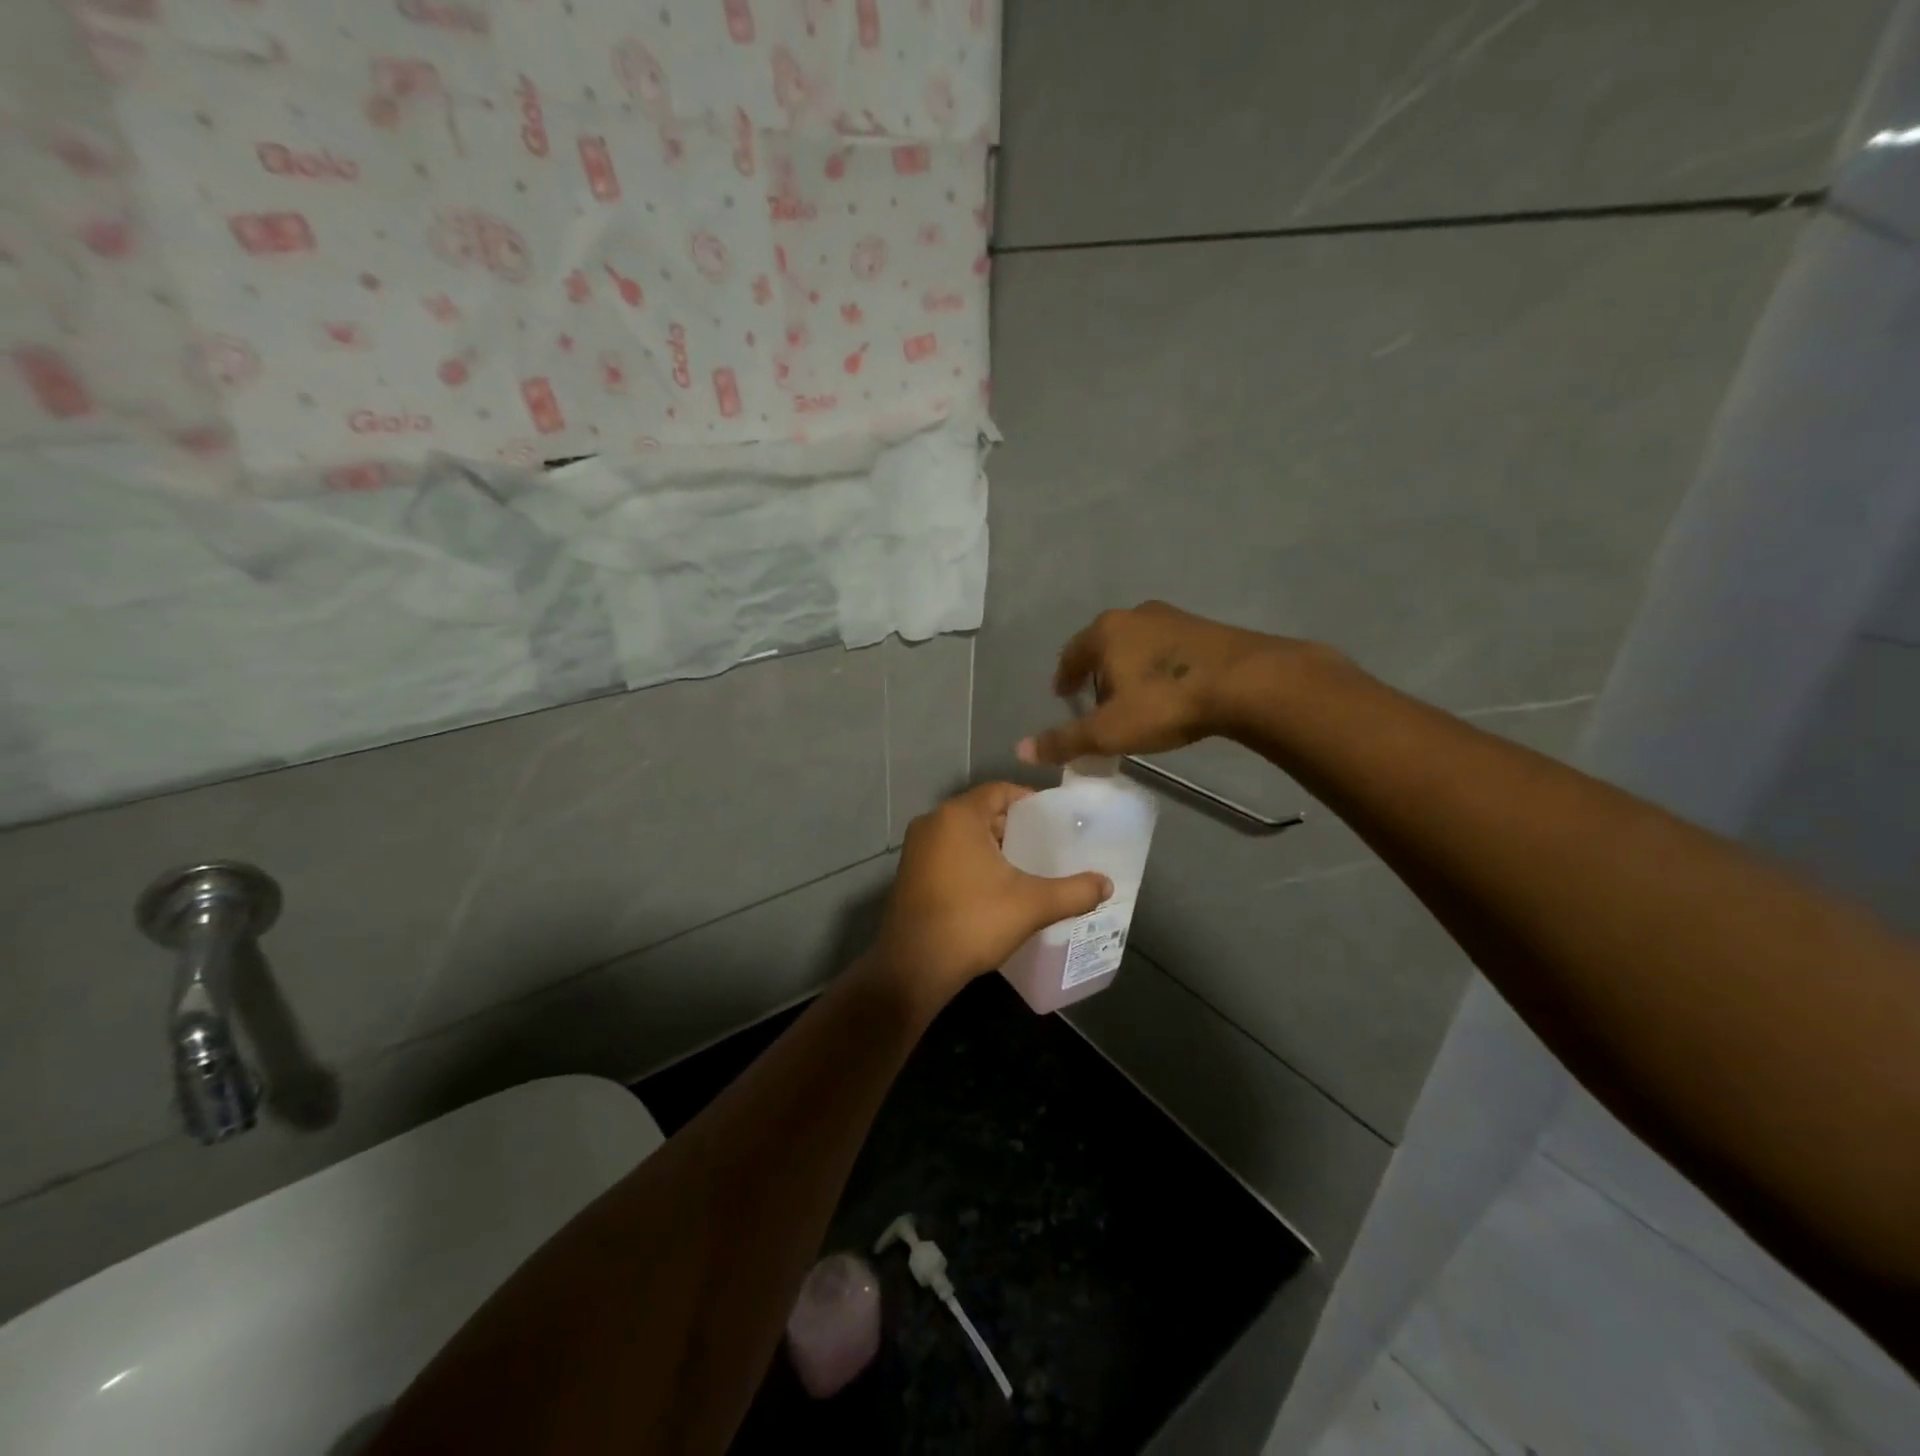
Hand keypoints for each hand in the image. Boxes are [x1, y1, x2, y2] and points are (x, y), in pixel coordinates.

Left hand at [867, 783, 1111, 1011]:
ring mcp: (916, 849)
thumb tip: (1107, 884)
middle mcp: (932, 822)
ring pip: (963, 835)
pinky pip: (947, 854)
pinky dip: (971, 861)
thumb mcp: (1032, 905)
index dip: (1030, 802)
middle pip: (982, 812)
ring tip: (1026, 867)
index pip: (1000, 791)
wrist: (914, 967)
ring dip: (992, 846)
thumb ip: (1074, 892)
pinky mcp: (909, 873)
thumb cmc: (973, 922)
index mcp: (958, 816)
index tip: (1055, 821)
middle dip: (1014, 827)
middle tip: (1046, 846)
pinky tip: (994, 887)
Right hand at [1016, 601, 1289, 765]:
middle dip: (1096, 672)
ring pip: (1137, 644)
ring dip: (1129, 668)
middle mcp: (1134, 615)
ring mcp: (1172, 617)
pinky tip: (1170, 690)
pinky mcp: (1205, 627)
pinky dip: (1158, 666)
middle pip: (1103, 645)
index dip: (1064, 677)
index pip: (1070, 654)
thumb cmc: (1165, 703)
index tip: (1063, 696)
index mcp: (1104, 632)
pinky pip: (1167, 648)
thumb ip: (1065, 740)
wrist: (1246, 682)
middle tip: (1098, 702)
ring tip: (1135, 698)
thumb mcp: (1109, 730)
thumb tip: (1020, 750)